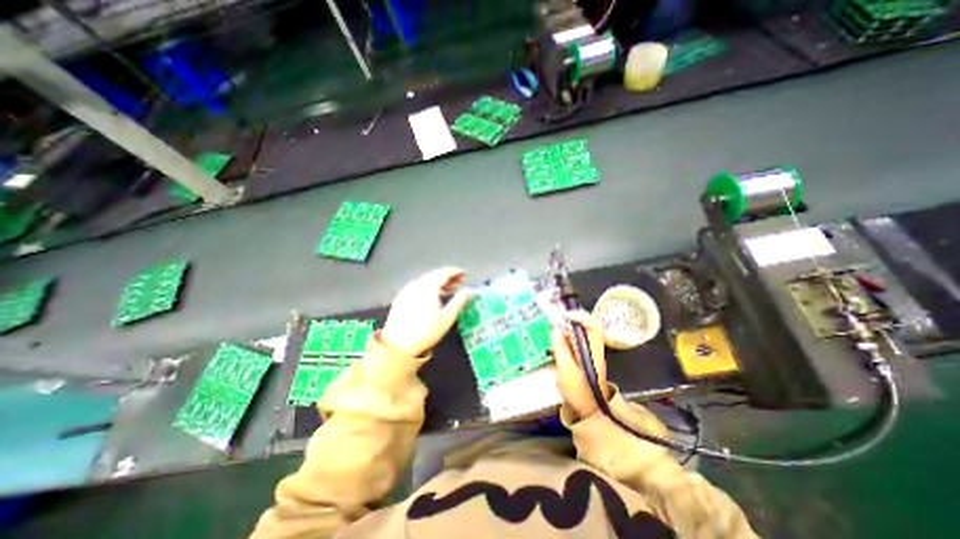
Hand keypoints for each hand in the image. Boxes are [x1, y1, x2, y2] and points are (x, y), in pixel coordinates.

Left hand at [383, 265, 471, 357]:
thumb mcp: (447, 317)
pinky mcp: (401, 298)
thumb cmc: (426, 331)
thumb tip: (470, 290)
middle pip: (434, 275)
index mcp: (428, 286)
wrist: (398, 345)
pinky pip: (418, 287)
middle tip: (459, 282)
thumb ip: (460, 301)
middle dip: (448, 277)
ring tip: (450, 290)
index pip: (443, 272)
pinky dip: (429, 288)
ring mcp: (407, 291)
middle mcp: (416, 284)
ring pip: (426, 281)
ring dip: (439, 283)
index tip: (464, 273)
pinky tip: (434, 297)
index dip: (455, 272)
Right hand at [552, 311, 610, 420]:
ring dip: (566, 326)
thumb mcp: (566, 370)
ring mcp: (588, 351)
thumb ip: (561, 349)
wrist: (588, 409)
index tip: (565, 315)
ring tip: (553, 327)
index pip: (594, 326)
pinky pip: (575, 340)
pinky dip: (565, 335)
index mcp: (593, 350)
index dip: (581, 316)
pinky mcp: (582, 356)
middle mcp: (593, 348)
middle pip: (586, 325)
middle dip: (570, 319)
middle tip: (555, 319)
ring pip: (580, 332)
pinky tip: (556, 338)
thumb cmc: (579, 391)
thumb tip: (555, 330)